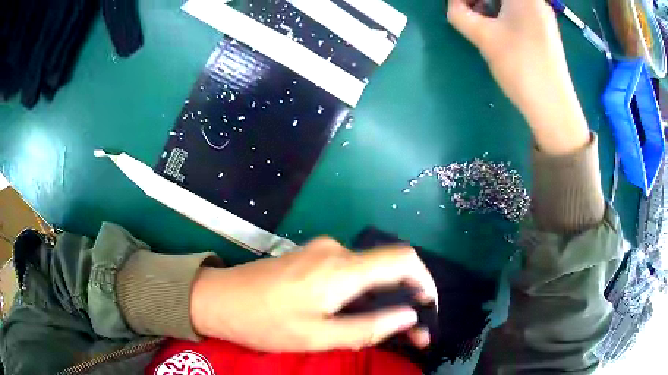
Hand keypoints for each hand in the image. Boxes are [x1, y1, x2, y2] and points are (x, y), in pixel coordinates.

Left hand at [190, 238, 436, 351]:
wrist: (218, 298)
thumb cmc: (264, 323)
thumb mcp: (317, 336)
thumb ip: (368, 327)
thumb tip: (409, 316)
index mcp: (341, 268)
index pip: (403, 259)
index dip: (425, 280)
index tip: (429, 308)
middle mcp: (336, 250)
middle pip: (387, 268)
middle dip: (404, 298)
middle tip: (410, 333)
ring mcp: (321, 251)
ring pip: (368, 272)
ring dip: (382, 298)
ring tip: (384, 328)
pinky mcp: (311, 257)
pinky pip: (348, 272)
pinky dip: (362, 293)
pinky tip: (355, 314)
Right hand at [447, 0, 589, 154]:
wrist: (553, 106)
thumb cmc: (520, 66)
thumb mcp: (484, 37)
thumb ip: (460, 14)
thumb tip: (455, 5)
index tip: (459, 7)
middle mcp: (536, 1)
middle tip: (466, 11)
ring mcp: (542, 15)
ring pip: (509, 2)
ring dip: (489, 5)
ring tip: (479, 21)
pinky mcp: (544, 30)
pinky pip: (519, 12)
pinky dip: (503, 13)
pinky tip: (497, 29)